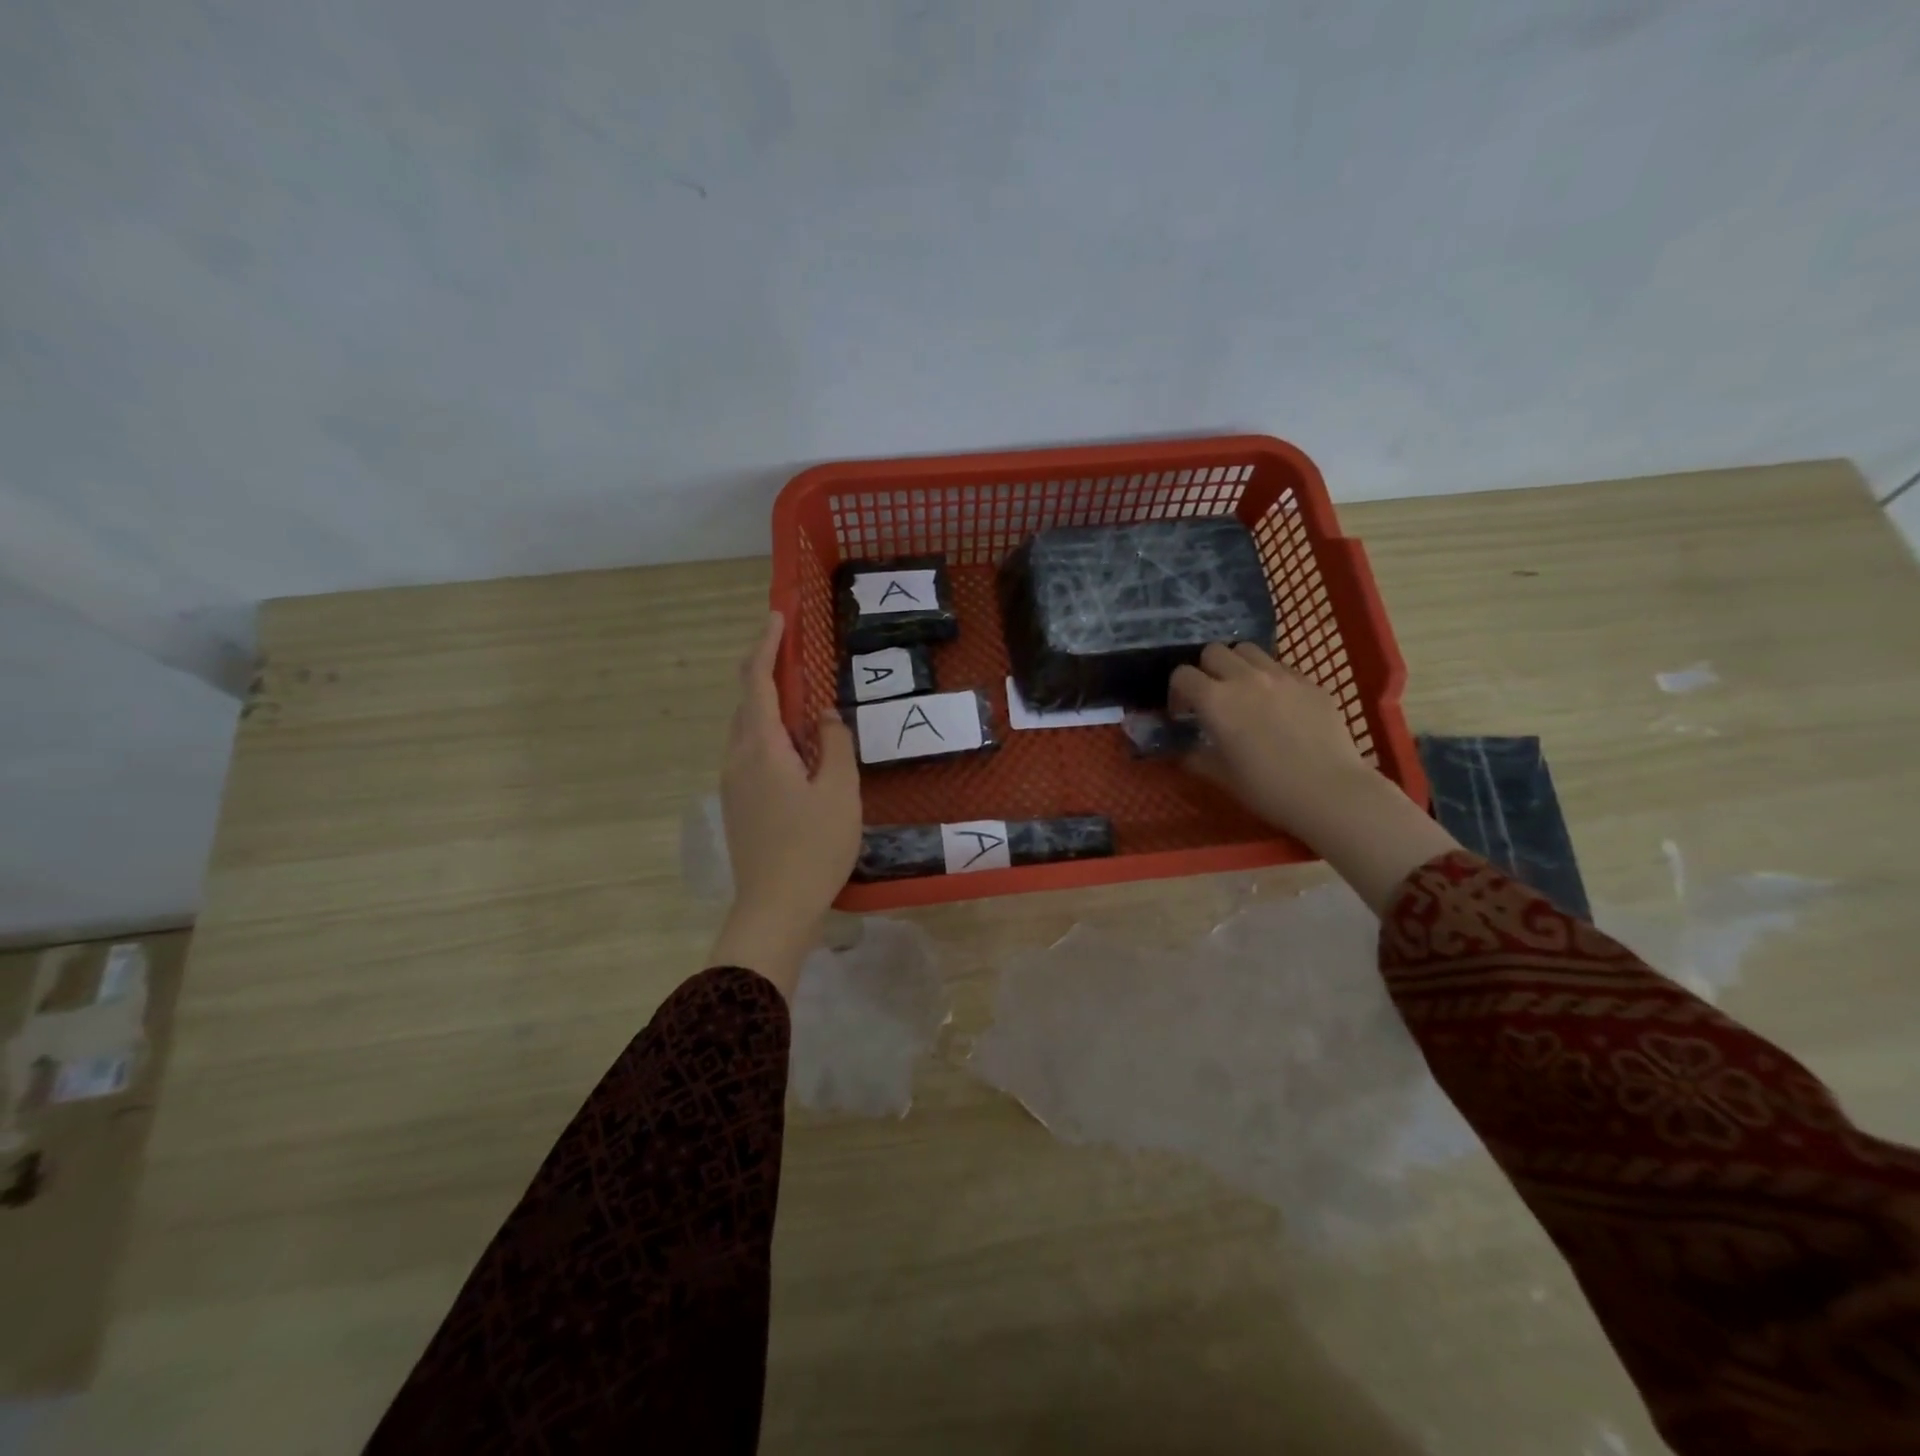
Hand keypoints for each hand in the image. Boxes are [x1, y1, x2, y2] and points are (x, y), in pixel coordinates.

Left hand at [711, 612, 861, 994]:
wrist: (775, 908)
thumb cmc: (813, 847)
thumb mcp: (839, 790)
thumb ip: (834, 744)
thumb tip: (825, 716)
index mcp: (761, 748)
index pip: (758, 681)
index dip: (767, 645)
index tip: (778, 616)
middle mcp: (738, 758)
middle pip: (748, 703)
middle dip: (769, 673)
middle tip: (798, 657)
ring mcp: (733, 783)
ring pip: (748, 730)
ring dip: (772, 708)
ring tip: (806, 705)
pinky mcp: (739, 804)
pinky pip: (752, 753)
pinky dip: (772, 736)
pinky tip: (799, 752)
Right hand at [1169, 643, 1372, 837]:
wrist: (1330, 792)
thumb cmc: (1267, 788)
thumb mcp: (1221, 777)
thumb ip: (1195, 758)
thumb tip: (1184, 752)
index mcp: (1216, 700)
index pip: (1182, 675)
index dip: (1177, 691)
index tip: (1184, 713)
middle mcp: (1245, 678)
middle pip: (1214, 651)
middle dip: (1206, 670)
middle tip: (1213, 697)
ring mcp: (1282, 676)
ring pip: (1248, 650)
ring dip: (1238, 665)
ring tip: (1244, 691)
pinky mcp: (1311, 682)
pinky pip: (1282, 667)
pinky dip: (1271, 678)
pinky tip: (1279, 705)